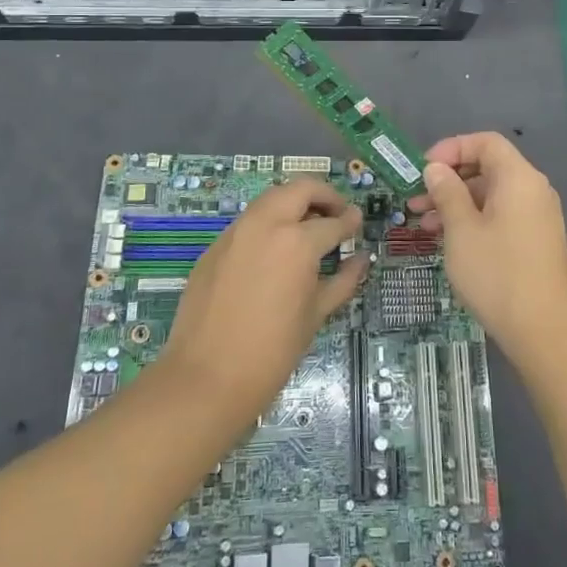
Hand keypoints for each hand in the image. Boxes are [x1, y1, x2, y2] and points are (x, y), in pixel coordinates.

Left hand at [158, 178, 364, 426]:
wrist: (205, 378)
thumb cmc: (272, 352)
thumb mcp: (316, 315)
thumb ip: (343, 280)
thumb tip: (361, 258)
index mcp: (297, 242)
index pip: (333, 222)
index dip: (350, 222)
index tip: (357, 222)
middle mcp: (266, 224)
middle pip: (301, 188)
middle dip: (324, 196)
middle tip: (335, 215)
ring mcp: (236, 232)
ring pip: (271, 198)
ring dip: (294, 204)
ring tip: (307, 230)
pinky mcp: (215, 246)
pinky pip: (249, 222)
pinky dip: (268, 223)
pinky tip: (274, 252)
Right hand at [408, 132, 566, 368]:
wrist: (543, 331)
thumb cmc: (497, 273)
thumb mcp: (461, 230)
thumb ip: (447, 192)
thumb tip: (437, 169)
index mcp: (518, 178)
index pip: (485, 142)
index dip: (452, 148)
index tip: (424, 170)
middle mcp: (533, 190)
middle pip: (488, 167)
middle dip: (449, 180)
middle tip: (416, 200)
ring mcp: (537, 217)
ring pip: (491, 195)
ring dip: (457, 203)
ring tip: (424, 226)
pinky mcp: (536, 241)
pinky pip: (501, 216)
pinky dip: (474, 220)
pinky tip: (449, 241)